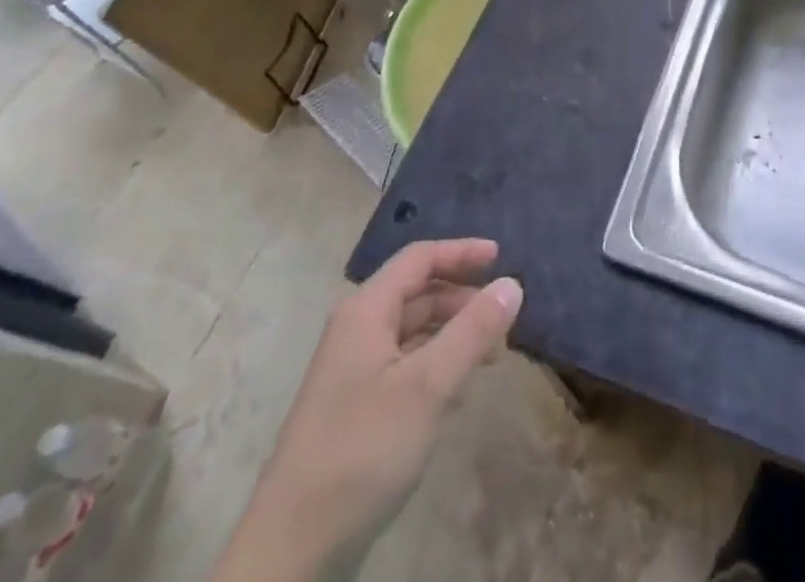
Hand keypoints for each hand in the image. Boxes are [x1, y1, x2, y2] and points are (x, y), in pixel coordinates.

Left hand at [210, 238, 521, 581]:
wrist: (292, 552)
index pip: (419, 258)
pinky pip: (405, 366)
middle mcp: (356, 331)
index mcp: (366, 311)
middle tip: (504, 317)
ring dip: (453, 334)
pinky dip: (436, 365)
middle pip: (417, 293)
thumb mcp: (428, 386)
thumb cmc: (362, 451)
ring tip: (492, 355)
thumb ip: (473, 331)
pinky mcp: (355, 409)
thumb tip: (512, 284)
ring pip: (412, 332)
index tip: (502, 257)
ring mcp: (353, 372)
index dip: (462, 252)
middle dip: (462, 298)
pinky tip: (459, 393)